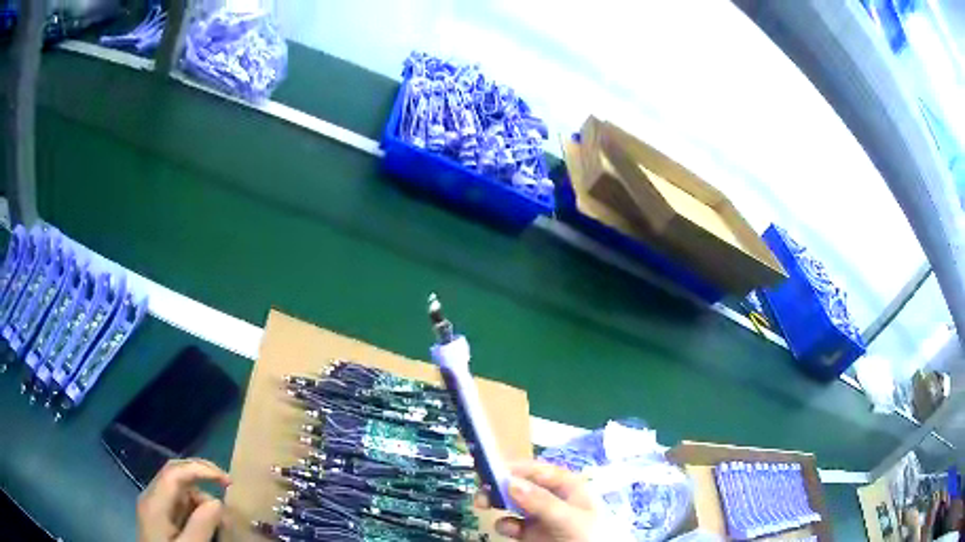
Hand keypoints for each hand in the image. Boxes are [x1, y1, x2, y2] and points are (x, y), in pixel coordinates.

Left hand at [137, 458, 231, 541]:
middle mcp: (151, 497)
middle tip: (227, 487)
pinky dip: (196, 509)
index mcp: (155, 502)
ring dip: (201, 499)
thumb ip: (201, 526)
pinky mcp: (159, 518)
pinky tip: (207, 525)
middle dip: (202, 476)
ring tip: (221, 521)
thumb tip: (217, 502)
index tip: (228, 482)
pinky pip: (178, 504)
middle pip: (175, 474)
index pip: (175, 472)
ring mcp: (154, 507)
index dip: (201, 469)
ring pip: (179, 490)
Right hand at [477, 461, 598, 541]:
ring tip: (483, 504)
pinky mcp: (533, 534)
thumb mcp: (569, 518)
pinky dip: (505, 524)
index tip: (491, 468)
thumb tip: (510, 482)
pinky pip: (513, 525)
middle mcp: (553, 499)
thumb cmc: (591, 536)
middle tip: (481, 487)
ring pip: (514, 504)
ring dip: (498, 502)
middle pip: (523, 485)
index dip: (516, 467)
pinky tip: (505, 528)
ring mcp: (543, 517)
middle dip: (501, 485)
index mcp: (569, 487)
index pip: (539, 470)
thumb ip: (541, 501)